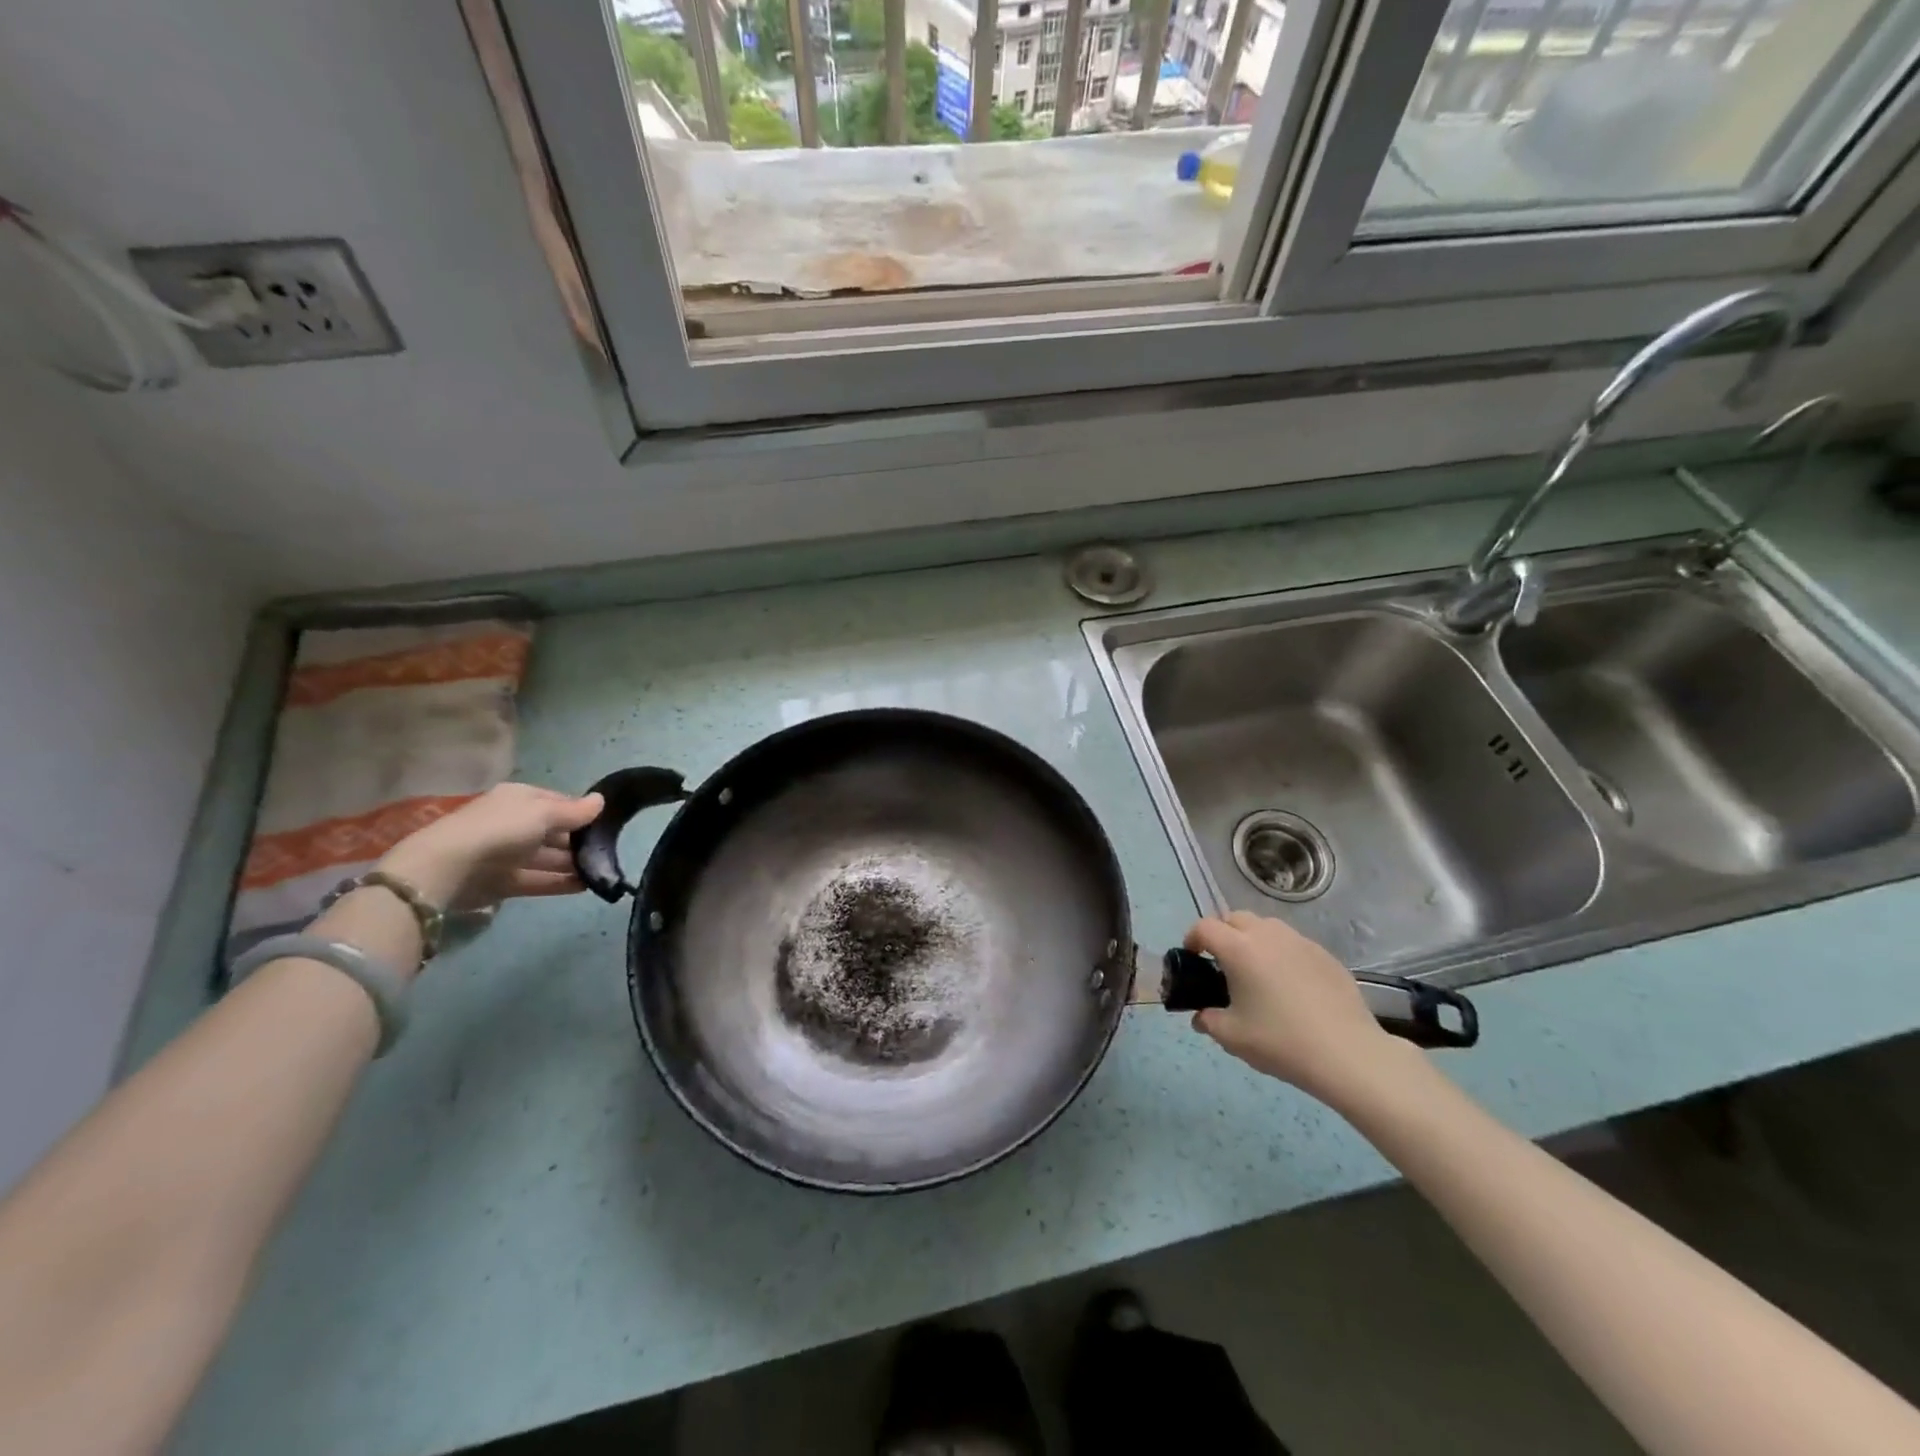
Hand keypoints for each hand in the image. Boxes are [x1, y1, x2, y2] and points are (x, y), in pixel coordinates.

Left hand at [376, 783, 604, 910]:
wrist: (447, 869)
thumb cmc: (500, 829)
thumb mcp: (543, 813)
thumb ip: (574, 811)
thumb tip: (601, 800)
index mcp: (520, 798)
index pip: (558, 802)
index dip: (582, 812)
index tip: (608, 823)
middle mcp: (513, 823)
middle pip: (554, 831)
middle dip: (579, 841)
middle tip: (610, 851)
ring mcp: (507, 854)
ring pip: (547, 857)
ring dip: (573, 864)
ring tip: (602, 872)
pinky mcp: (503, 882)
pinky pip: (538, 880)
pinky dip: (559, 883)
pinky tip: (585, 887)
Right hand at [1185, 911, 1404, 1099]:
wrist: (1348, 1055)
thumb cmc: (1281, 1042)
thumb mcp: (1232, 1037)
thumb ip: (1208, 1021)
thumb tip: (1202, 1016)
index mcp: (1239, 949)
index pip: (1205, 927)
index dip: (1192, 938)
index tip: (1192, 957)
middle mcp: (1268, 935)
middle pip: (1235, 918)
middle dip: (1222, 933)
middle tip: (1222, 963)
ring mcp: (1300, 942)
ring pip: (1266, 926)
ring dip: (1253, 939)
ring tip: (1256, 971)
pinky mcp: (1325, 955)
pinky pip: (1293, 944)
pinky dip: (1282, 954)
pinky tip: (1290, 985)